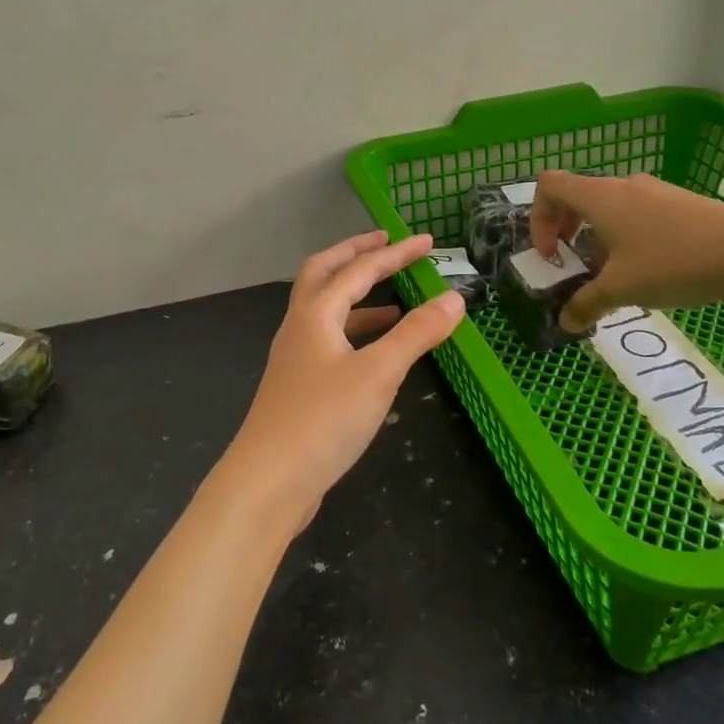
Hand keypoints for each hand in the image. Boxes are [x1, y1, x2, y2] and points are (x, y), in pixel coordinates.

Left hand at [218, 231, 463, 528]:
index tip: (427, 241)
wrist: (269, 482)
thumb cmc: (323, 420)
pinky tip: (376, 354)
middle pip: (324, 274)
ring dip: (357, 297)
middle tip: (386, 244)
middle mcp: (300, 327)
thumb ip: (417, 334)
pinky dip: (355, 333)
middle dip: (356, 255)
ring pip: (324, 311)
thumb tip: (454, 298)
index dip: (396, 253)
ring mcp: (295, 357)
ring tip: (394, 303)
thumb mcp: (378, 373)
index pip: (360, 269)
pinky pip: (329, 341)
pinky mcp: (299, 386)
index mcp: (315, 314)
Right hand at [529, 171, 723, 330]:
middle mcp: (623, 186)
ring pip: (610, 208)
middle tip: (572, 263)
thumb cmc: (672, 262)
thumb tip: (565, 322)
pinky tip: (647, 270)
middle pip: (578, 196)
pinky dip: (626, 237)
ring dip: (598, 238)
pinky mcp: (680, 204)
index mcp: (600, 197)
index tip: (551, 254)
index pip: (549, 185)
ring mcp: (655, 192)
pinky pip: (637, 214)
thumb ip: (586, 304)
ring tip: (612, 275)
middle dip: (565, 230)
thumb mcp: (621, 289)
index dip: (538, 218)